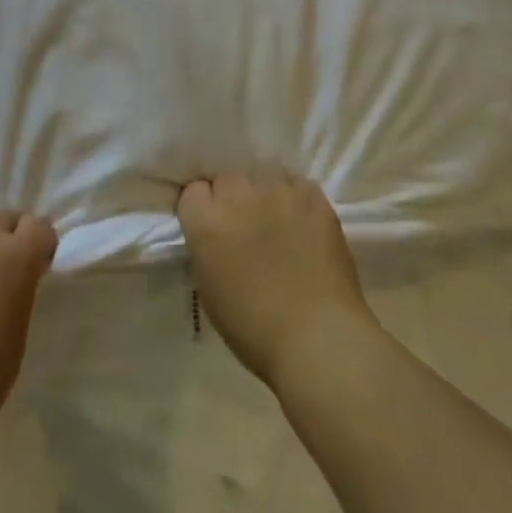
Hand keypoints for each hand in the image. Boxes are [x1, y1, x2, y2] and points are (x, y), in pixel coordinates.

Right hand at [177, 169, 377, 391]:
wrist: (318, 337)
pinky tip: (299, 219)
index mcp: (206, 221)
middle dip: (231, 198)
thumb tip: (214, 235)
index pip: (193, 191)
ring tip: (275, 219)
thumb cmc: (255, 328)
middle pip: (226, 178)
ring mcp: (277, 190)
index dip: (202, 209)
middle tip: (243, 225)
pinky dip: (293, 196)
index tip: (211, 227)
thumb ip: (205, 248)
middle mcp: (238, 195)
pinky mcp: (311, 195)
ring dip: (262, 193)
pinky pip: (294, 182)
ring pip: (261, 175)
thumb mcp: (209, 289)